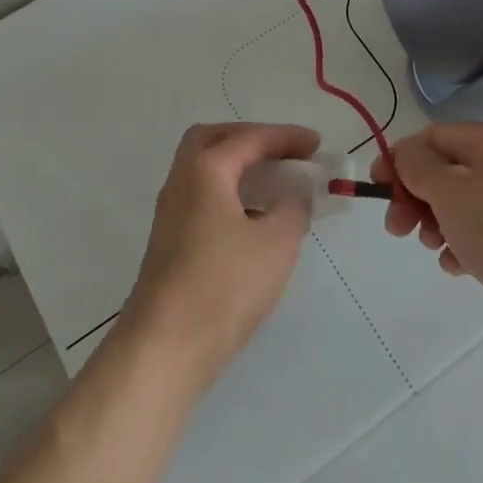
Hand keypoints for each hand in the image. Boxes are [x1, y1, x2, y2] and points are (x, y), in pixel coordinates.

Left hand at [125, 122, 318, 385]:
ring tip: (277, 186)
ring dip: (241, 169)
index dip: (286, 137)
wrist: (165, 346)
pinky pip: (205, 198)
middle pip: (213, 140)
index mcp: (204, 170)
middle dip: (251, 140)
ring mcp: (172, 213)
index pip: (249, 138)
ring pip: (206, 171)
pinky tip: (256, 221)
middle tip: (284, 154)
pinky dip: (232, 194)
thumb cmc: (224, 285)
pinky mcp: (172, 242)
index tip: (317, 144)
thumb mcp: (276, 243)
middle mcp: (182, 182)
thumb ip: (294, 207)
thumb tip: (297, 192)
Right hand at [373, 122, 482, 354]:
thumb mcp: (448, 190)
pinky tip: (458, 265)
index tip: (377, 186)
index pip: (433, 137)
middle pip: (445, 172)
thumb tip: (406, 156)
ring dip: (436, 223)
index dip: (400, 158)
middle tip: (397, 226)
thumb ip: (417, 167)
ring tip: (434, 247)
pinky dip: (461, 245)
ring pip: (460, 205)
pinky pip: (480, 234)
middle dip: (415, 197)